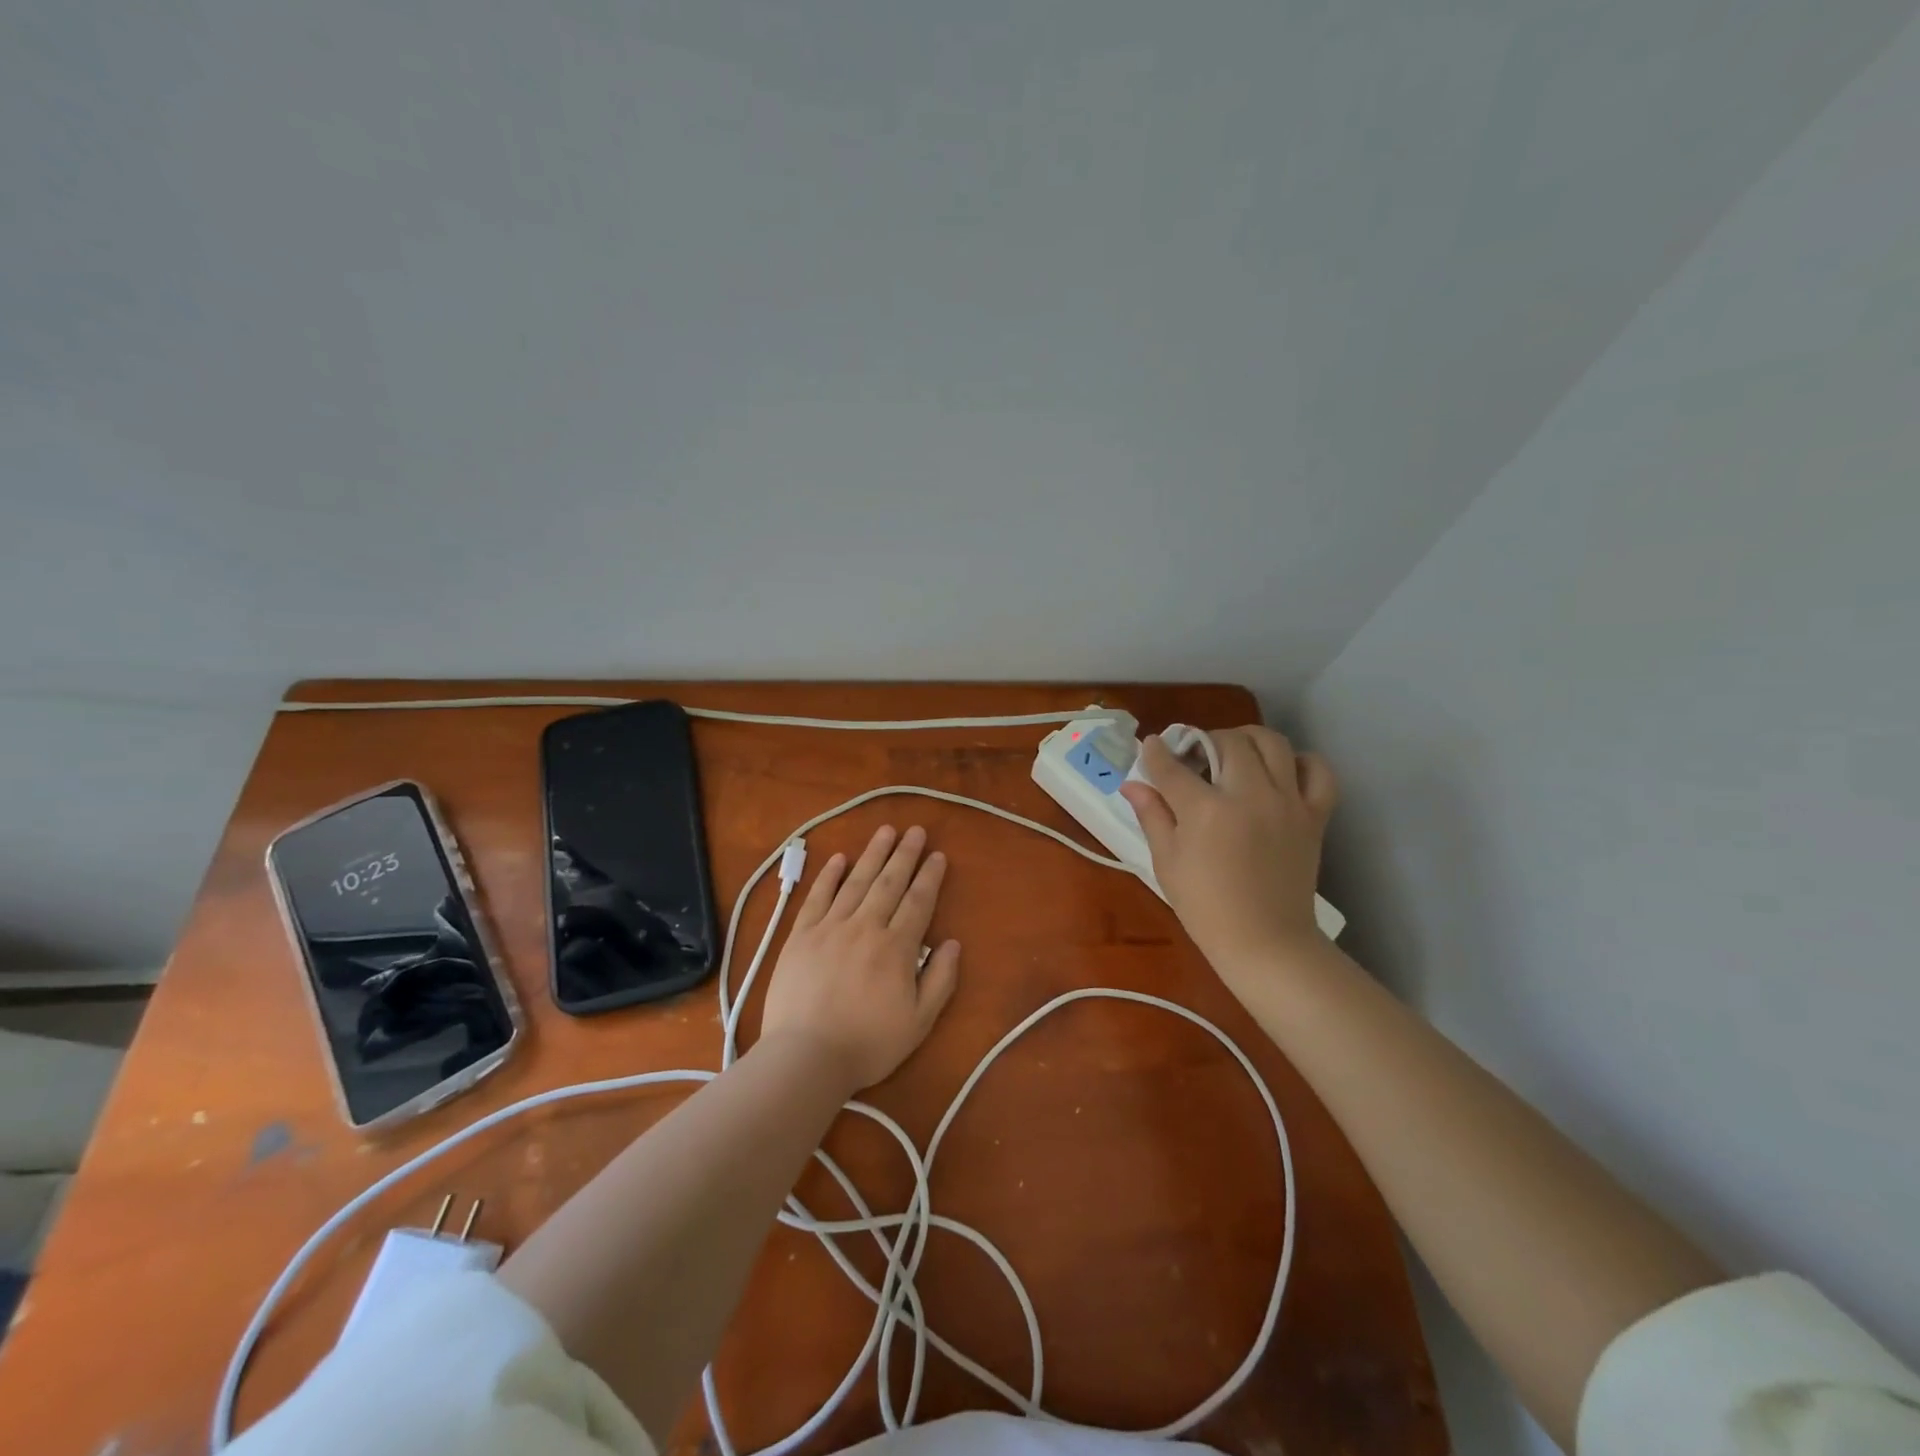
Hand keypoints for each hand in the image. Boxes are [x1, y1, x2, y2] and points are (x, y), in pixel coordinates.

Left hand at [760, 824, 961, 1094]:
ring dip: (873, 854)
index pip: (918, 902)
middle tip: (915, 831)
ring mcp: (830, 927)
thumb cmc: (868, 1044)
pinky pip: (818, 897)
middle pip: (889, 883)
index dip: (930, 877)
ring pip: (856, 881)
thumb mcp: (919, 1022)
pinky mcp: (801, 935)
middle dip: (905, 854)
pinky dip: (829, 875)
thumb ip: (940, 979)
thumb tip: (952, 942)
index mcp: (896, 947)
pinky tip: (839, 858)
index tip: (937, 855)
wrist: (806, 1056)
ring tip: (885, 831)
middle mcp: (865, 927)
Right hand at [1120, 727, 1337, 979]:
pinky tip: (1281, 771)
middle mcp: (1249, 795)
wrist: (1265, 942)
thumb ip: (1152, 815)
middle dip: (1203, 741)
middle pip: (1227, 742)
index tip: (1150, 747)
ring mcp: (1287, 802)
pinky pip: (1317, 771)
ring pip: (1272, 743)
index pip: (1172, 766)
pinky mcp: (1314, 815)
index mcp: (1205, 810)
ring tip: (1234, 753)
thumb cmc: (1205, 907)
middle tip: (1193, 758)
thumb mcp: (1167, 861)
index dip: (1155, 752)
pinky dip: (1300, 762)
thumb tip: (1132, 784)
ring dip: (1247, 739)